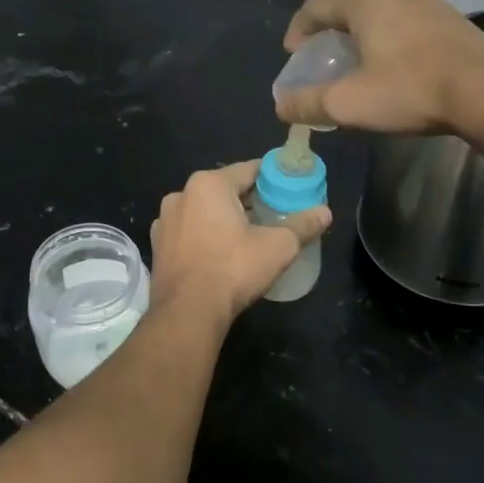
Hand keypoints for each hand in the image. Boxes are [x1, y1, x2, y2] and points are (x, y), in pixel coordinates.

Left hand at [150, 163, 331, 326]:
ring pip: (204, 211)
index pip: (248, 170)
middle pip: (224, 190)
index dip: (272, 178)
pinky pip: (189, 232)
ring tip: (248, 236)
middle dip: (249, 200)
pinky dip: (205, 236)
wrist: (187, 312)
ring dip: (224, 218)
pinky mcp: (158, 246)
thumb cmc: (233, 269)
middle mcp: (181, 194)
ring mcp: (165, 221)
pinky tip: (220, 254)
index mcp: (209, 184)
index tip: (289, 188)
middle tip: (274, 214)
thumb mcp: (278, 246)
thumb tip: (326, 212)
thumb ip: (302, 225)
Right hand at [275, 0, 483, 135]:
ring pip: (384, 13)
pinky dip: (393, 39)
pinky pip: (410, 23)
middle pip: (351, 6)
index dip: (298, 28)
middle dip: (332, 32)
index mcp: (367, 2)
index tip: (293, 53)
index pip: (317, 4)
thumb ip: (307, 103)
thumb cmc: (410, 91)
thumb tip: (280, 105)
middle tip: (326, 60)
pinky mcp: (455, 20)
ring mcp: (431, 2)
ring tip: (363, 64)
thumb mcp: (348, 104)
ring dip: (365, 35)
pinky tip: (400, 66)